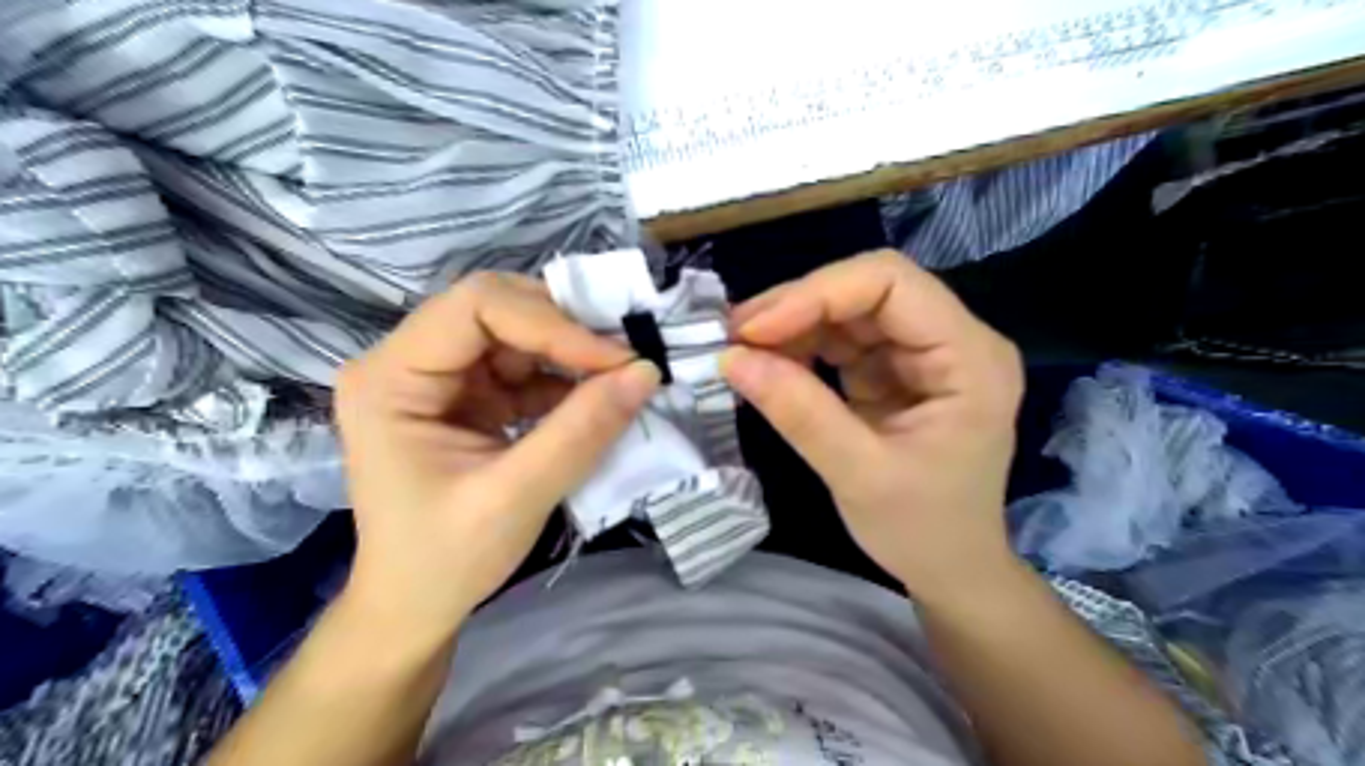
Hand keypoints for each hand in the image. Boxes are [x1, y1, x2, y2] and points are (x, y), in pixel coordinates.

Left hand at [340, 273, 665, 642]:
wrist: (416, 606)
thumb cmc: (445, 560)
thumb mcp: (516, 497)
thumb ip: (581, 432)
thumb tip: (647, 372)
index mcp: (391, 378)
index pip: (477, 307)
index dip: (552, 322)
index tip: (617, 359)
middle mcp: (408, 361)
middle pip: (497, 309)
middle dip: (566, 329)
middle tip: (625, 357)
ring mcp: (440, 377)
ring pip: (518, 333)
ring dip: (573, 352)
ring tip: (622, 376)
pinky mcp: (470, 396)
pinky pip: (526, 367)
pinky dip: (567, 378)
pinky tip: (598, 397)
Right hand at [725, 253, 1022, 598]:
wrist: (950, 569)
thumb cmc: (923, 531)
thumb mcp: (859, 475)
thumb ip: (799, 413)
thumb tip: (730, 358)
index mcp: (970, 358)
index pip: (891, 283)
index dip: (818, 293)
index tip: (754, 330)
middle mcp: (953, 340)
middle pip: (868, 289)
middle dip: (798, 305)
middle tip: (734, 335)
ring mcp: (923, 352)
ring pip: (849, 309)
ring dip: (792, 323)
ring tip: (741, 349)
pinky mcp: (895, 369)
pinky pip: (842, 338)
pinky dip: (800, 345)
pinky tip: (769, 363)